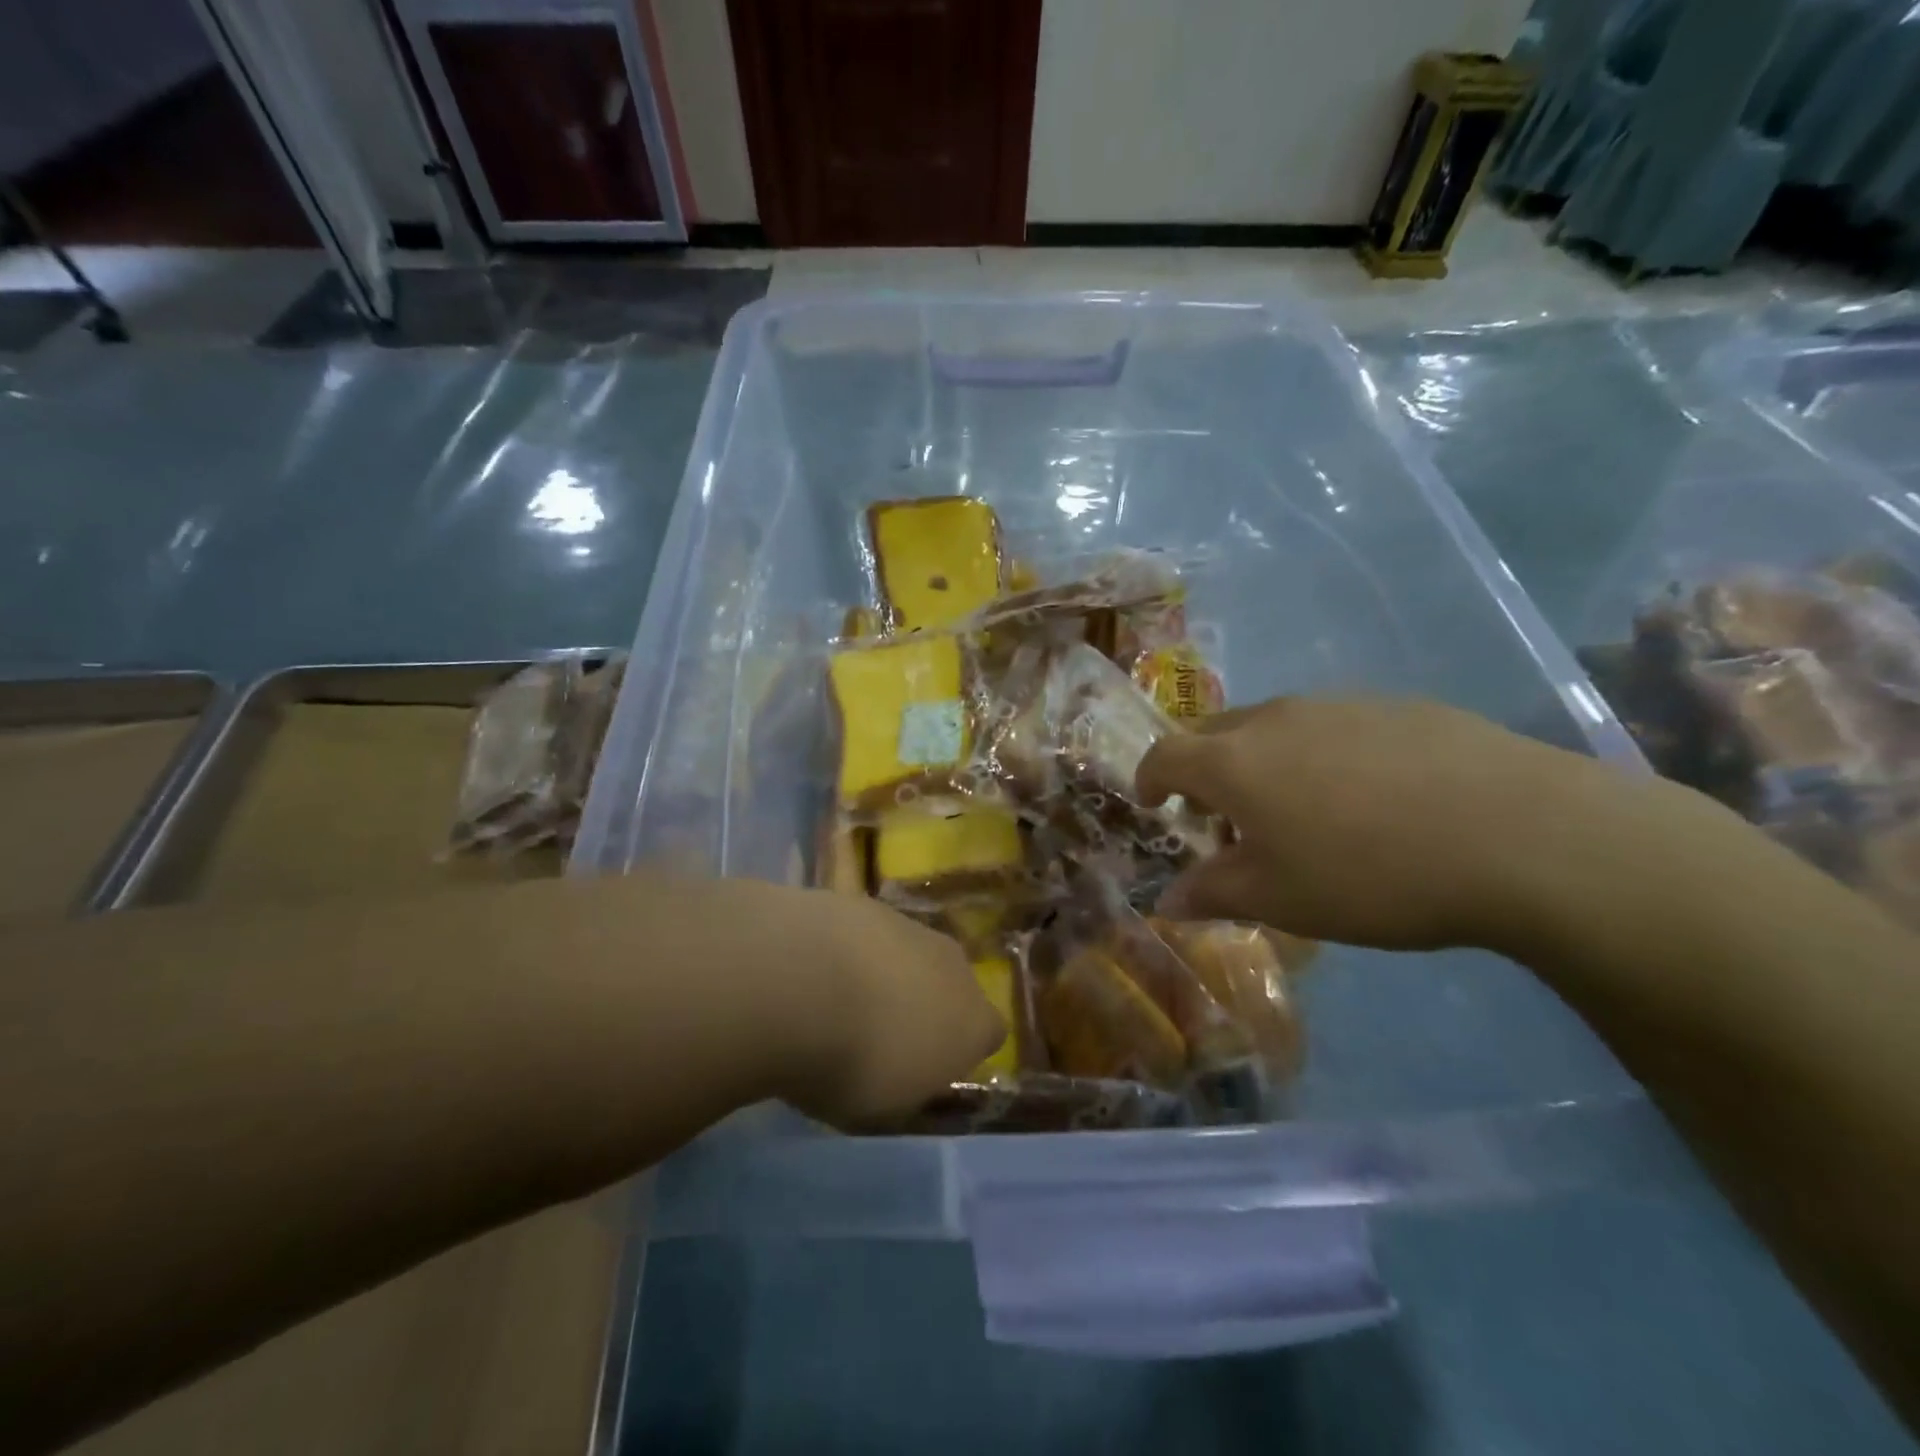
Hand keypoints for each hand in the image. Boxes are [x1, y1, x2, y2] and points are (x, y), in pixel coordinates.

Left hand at [765, 887, 1004, 1128]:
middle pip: (952, 984)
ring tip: (839, 998)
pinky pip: (869, 933)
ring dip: (887, 972)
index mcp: (973, 1023)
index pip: (990, 1034)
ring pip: (911, 953)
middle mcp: (955, 967)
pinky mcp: (868, 902)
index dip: (961, 1049)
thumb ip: (907, 1086)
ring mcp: (911, 927)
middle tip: (881, 1030)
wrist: (803, 983)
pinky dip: (851, 948)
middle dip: (925, 1002)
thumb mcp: (883, 1108)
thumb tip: (905, 1072)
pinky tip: (815, 968)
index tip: (927, 1066)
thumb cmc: (853, 1063)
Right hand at [1135, 697, 1647, 952]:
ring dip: (1263, 762)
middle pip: (1214, 733)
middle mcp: (1275, 719)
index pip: (1164, 755)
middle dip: (1204, 771)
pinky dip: (1321, 754)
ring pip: (1275, 726)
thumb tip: (1166, 900)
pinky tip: (1370, 797)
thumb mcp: (1279, 900)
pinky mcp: (1396, 706)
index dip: (1149, 780)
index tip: (1153, 806)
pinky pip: (1333, 725)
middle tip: (1226, 819)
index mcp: (1233, 761)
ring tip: (1299, 811)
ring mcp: (1339, 705)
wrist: (1519, 834)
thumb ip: (1212, 893)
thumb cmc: (1370, 874)